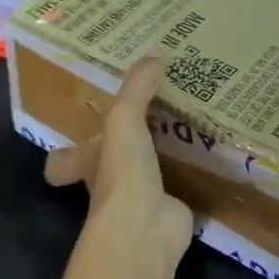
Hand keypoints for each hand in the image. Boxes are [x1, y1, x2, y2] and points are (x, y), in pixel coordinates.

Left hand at [45, 55, 194, 276]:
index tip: (80, 134)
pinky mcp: (172, 210)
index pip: (65, 160)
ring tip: (190, 126)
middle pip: (110, 165)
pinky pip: (183, 187)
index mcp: (89, 163)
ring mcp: (141, 199)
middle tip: (153, 117)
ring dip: (165, 156)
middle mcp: (110, 183)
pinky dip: (195, 175)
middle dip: (125, 148)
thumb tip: (158, 51)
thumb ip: (138, 86)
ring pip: (149, 173)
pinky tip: (212, 156)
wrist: (146, 228)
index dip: (67, 153)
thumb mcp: (124, 119)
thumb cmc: (122, 172)